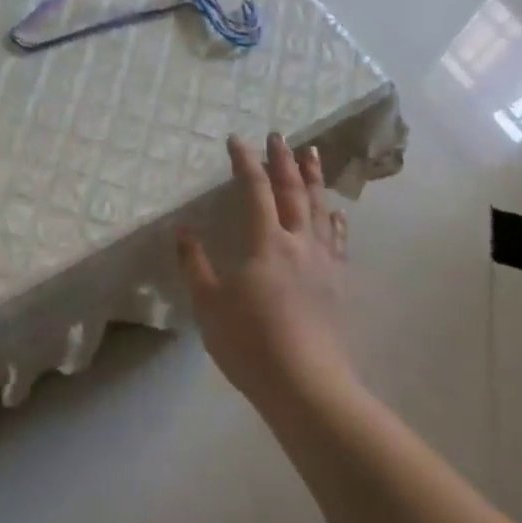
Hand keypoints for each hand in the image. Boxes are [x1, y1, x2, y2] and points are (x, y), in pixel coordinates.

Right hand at [179, 133, 354, 406]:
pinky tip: (336, 213)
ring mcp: (324, 263)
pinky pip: (338, 239)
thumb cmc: (251, 343)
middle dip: (284, 160)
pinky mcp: (338, 284)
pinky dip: (335, 218)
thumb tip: (183, 231)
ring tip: (313, 155)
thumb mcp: (209, 305)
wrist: (307, 386)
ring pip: (321, 209)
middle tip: (279, 136)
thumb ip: (195, 265)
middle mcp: (299, 243)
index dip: (245, 162)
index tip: (236, 140)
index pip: (255, 190)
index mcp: (266, 242)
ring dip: (315, 179)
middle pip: (293, 191)